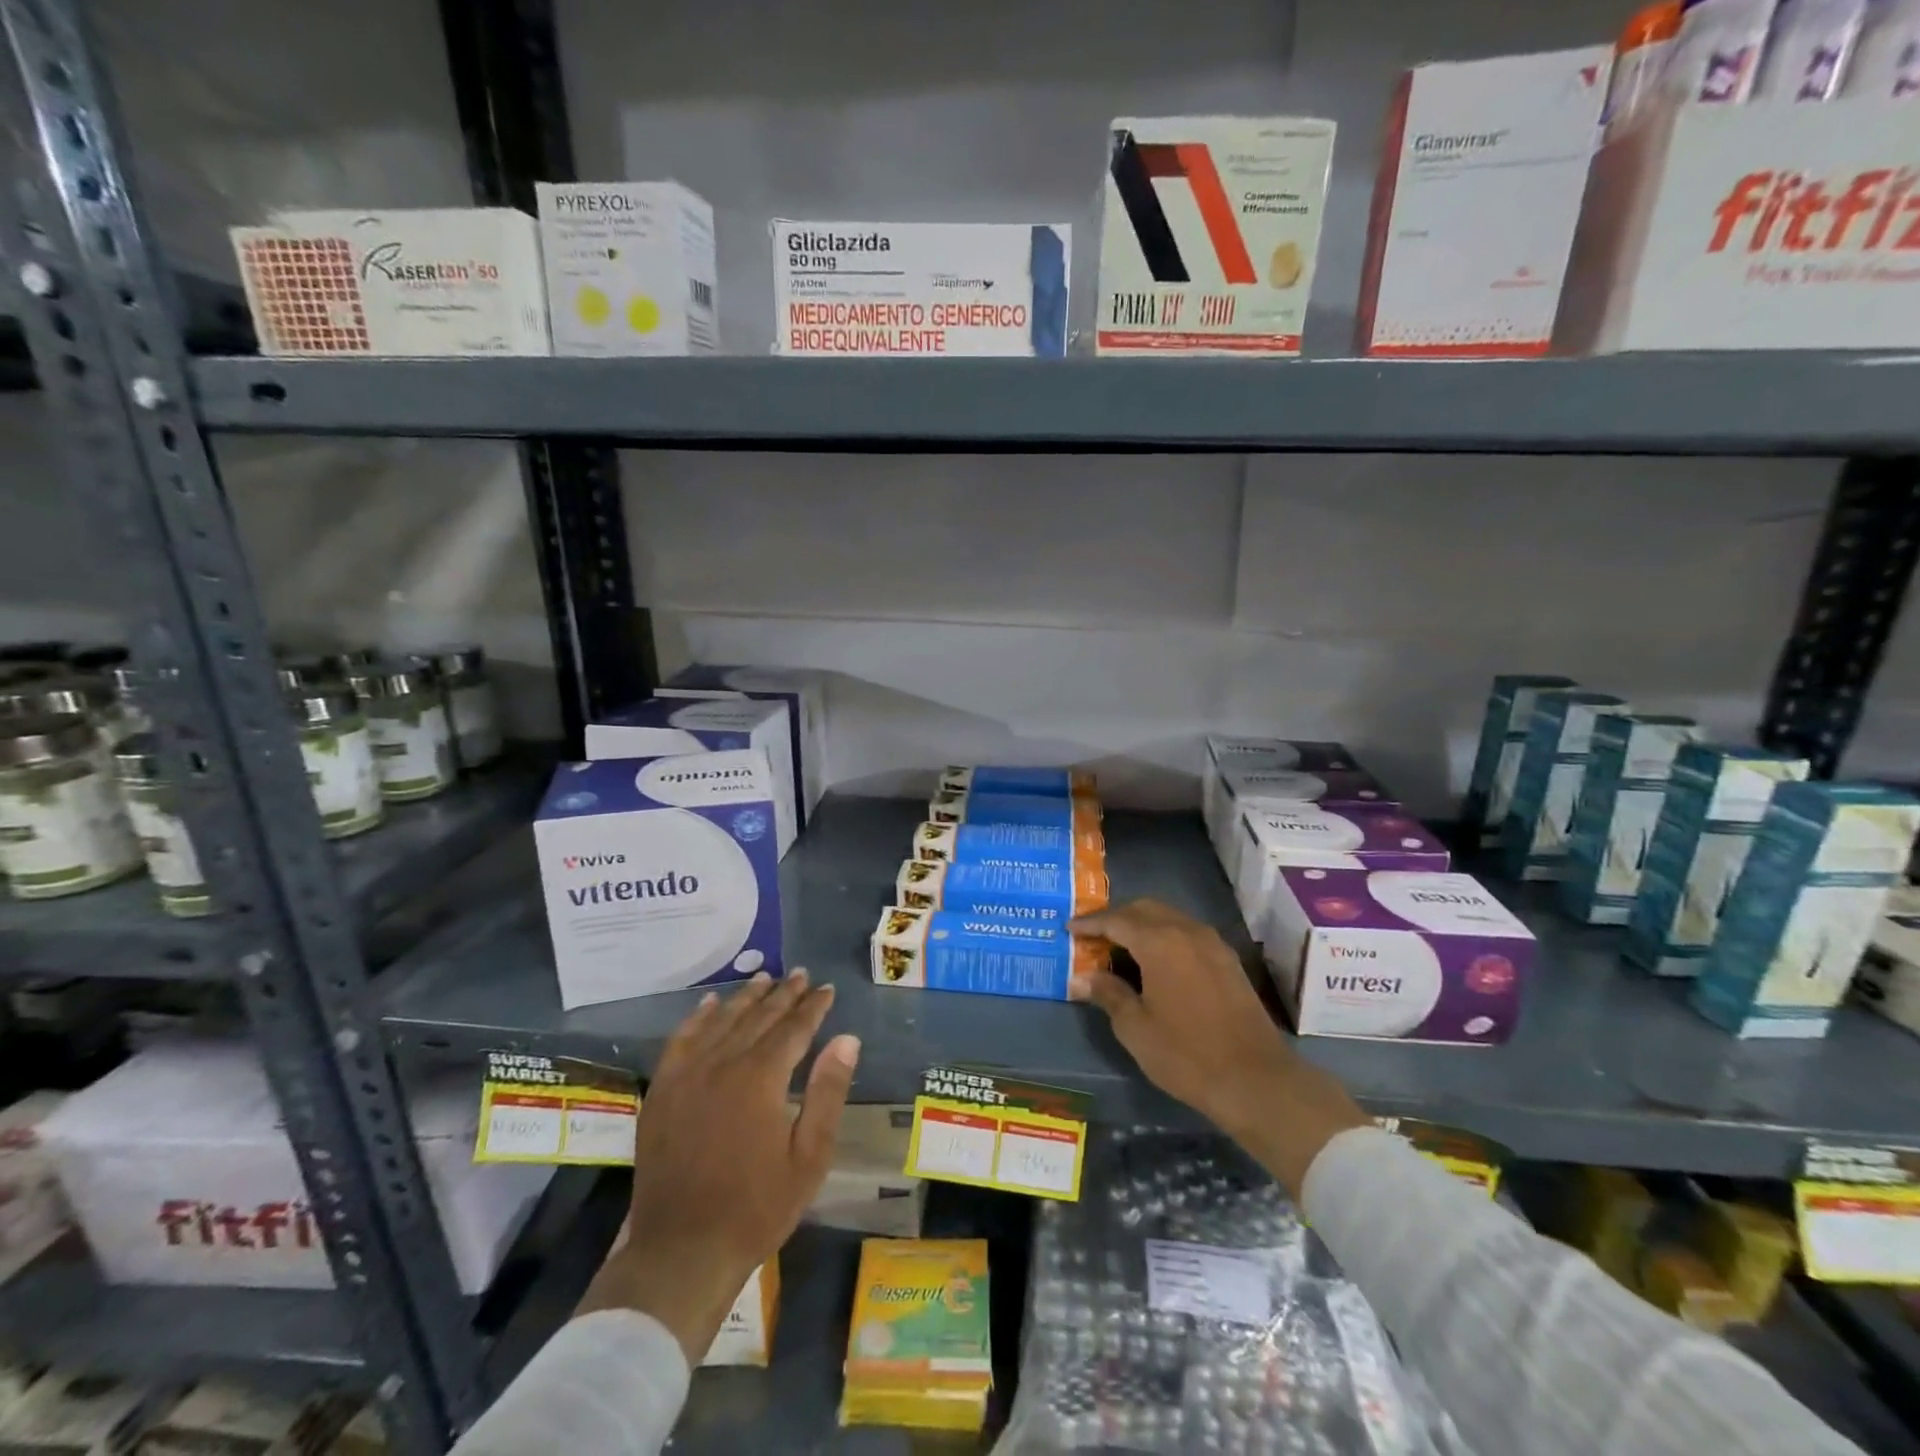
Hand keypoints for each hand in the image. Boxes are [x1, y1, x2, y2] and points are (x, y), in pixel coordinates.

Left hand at [577, 969, 859, 1362]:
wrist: (681, 1251)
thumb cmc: (756, 1208)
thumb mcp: (809, 1157)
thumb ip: (827, 1092)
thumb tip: (846, 1039)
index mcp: (761, 1078)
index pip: (793, 1028)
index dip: (813, 1007)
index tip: (827, 989)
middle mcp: (722, 1064)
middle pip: (758, 1017)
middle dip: (784, 994)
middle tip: (801, 975)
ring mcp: (686, 1075)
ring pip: (721, 1021)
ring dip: (746, 998)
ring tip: (765, 978)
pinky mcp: (662, 1092)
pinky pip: (681, 1040)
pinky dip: (698, 1018)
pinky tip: (710, 1004)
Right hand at [1069, 899, 1365, 1197]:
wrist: (1256, 1080)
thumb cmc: (1187, 1055)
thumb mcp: (1136, 1028)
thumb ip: (1107, 994)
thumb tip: (1081, 978)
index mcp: (1160, 942)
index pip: (1116, 920)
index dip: (1090, 923)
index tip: (1069, 929)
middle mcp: (1186, 931)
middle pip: (1144, 908)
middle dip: (1116, 917)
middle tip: (1092, 935)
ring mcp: (1212, 943)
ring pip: (1168, 917)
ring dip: (1141, 924)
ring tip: (1119, 947)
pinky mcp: (1227, 960)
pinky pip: (1187, 932)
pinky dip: (1164, 935)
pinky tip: (1154, 961)